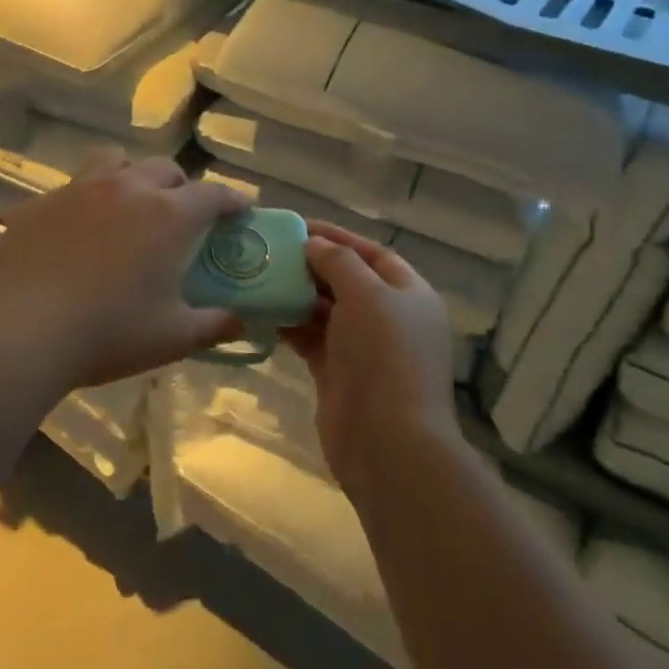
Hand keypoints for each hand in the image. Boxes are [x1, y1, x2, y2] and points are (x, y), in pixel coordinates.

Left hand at [0, 154, 250, 389]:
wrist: (22, 330)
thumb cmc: (108, 333)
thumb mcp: (172, 338)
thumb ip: (214, 325)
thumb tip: (240, 320)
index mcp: (166, 215)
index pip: (212, 194)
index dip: (232, 199)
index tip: (242, 209)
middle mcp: (127, 188)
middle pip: (165, 169)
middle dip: (181, 187)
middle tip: (182, 215)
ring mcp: (80, 189)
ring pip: (115, 162)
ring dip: (132, 176)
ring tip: (129, 205)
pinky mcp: (41, 202)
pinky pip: (72, 188)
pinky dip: (86, 201)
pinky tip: (77, 231)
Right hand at [281, 220, 458, 495]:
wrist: (387, 442)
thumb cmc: (384, 356)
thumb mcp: (367, 294)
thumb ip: (339, 261)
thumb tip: (314, 244)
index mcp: (409, 294)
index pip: (373, 254)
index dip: (338, 237)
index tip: (299, 226)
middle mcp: (389, 317)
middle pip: (347, 280)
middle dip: (312, 265)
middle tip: (270, 252)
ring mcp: (363, 347)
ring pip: (325, 309)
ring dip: (296, 294)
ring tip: (259, 276)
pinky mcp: (337, 372)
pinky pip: (310, 337)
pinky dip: (289, 324)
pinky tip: (261, 311)